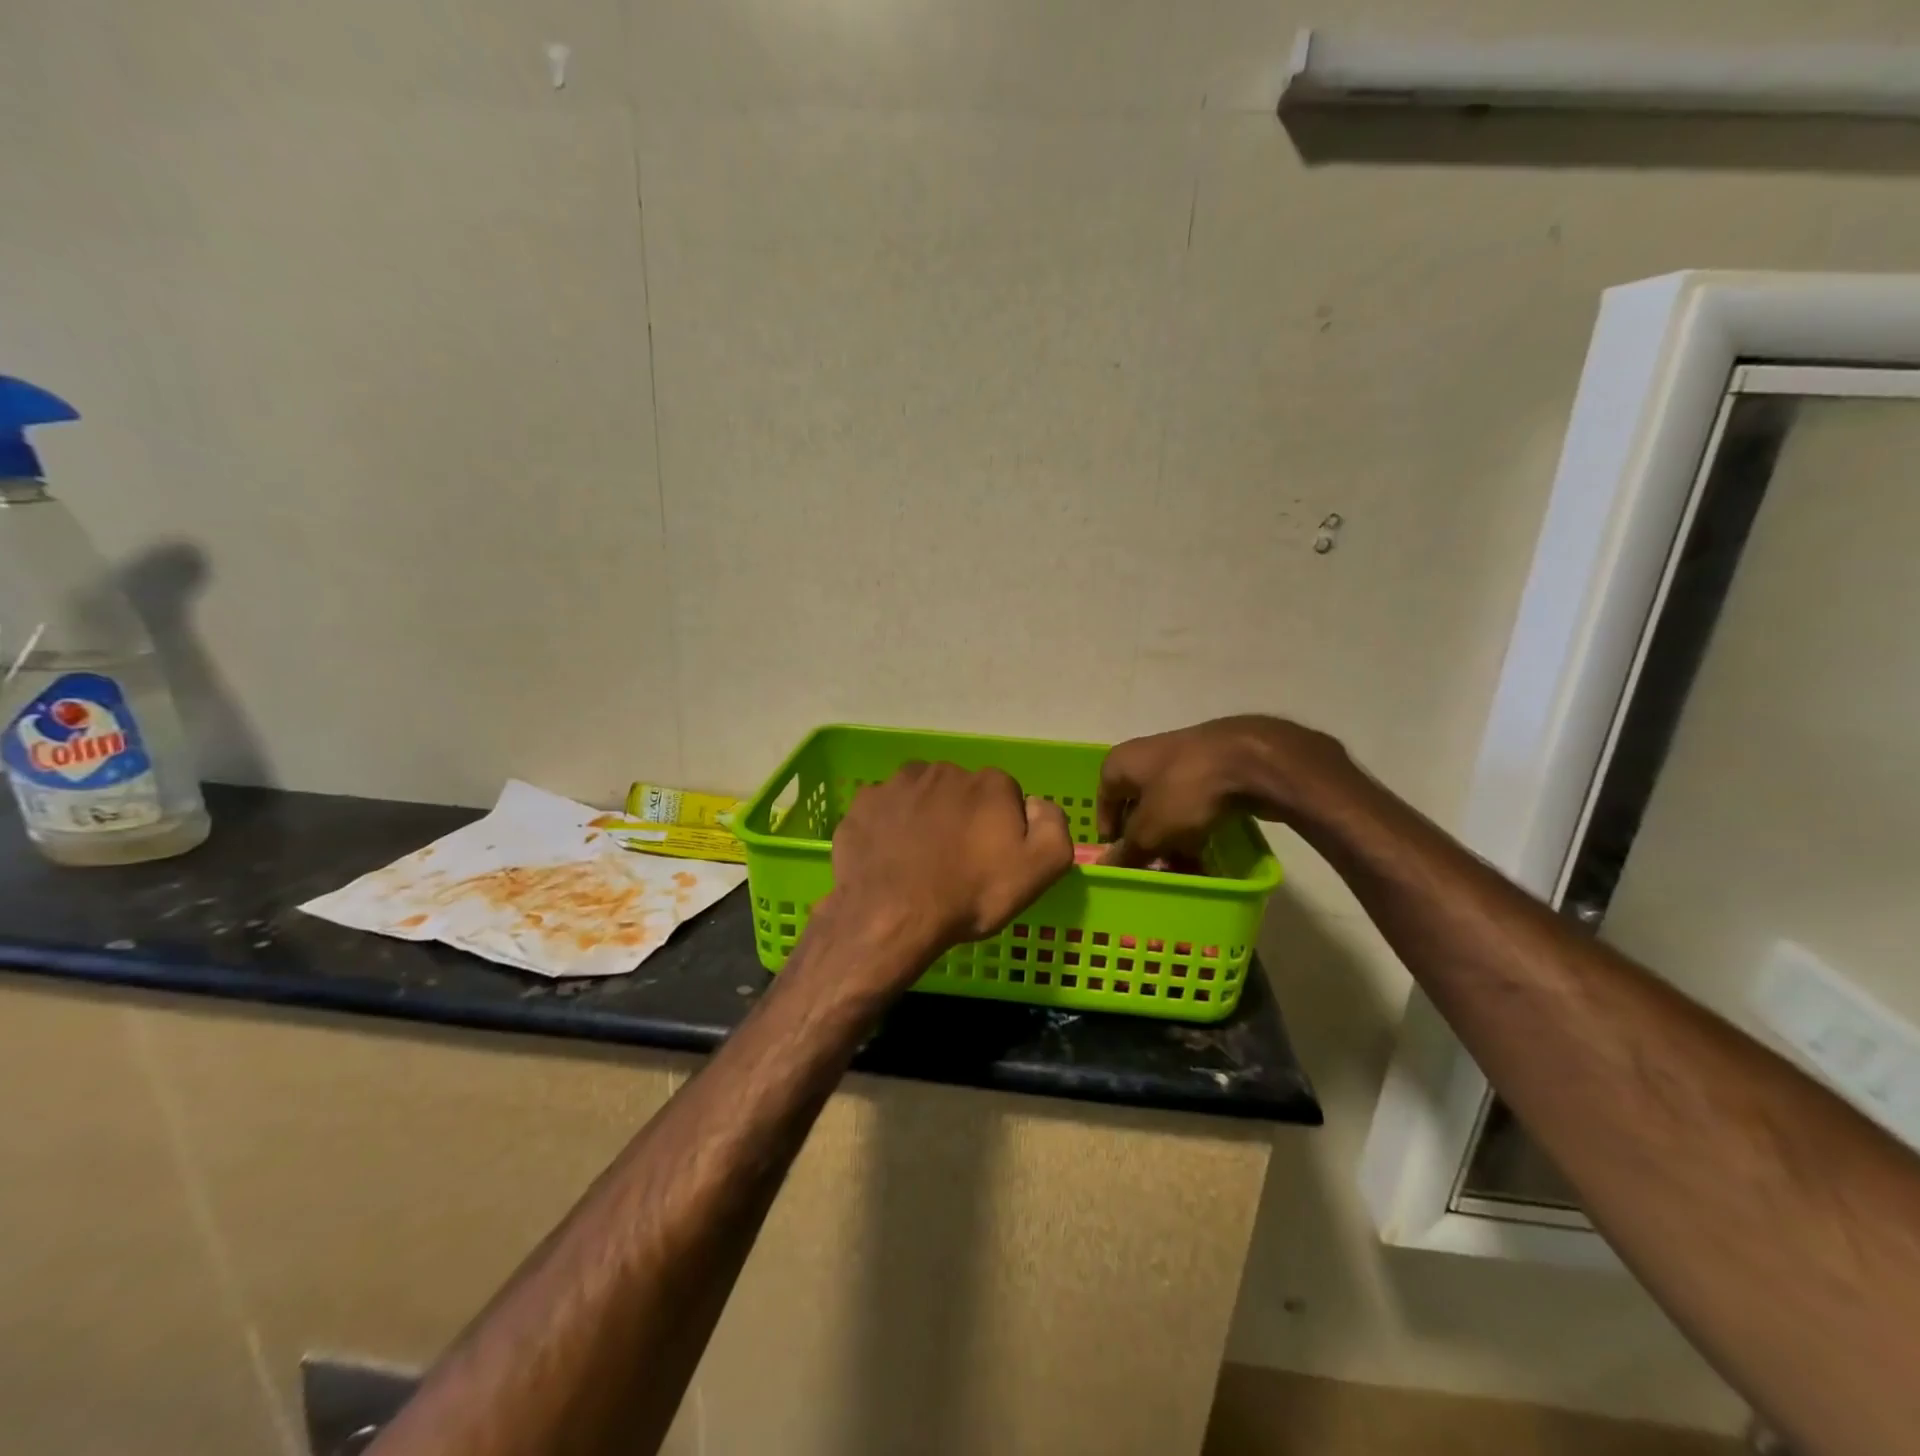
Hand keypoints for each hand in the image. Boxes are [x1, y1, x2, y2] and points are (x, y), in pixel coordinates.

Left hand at [829, 761, 1074, 963]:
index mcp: (990, 784)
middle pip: (962, 792)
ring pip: (922, 795)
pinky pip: (885, 809)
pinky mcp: (865, 802)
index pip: (1006, 797)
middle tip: (956, 861)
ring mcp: (899, 783)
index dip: (1002, 829)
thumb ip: (1053, 826)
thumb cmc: (970, 895)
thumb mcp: (1038, 870)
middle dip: (962, 817)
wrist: (891, 914)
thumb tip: (1037, 804)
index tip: (992, 859)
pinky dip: (889, 826)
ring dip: (925, 816)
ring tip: (919, 858)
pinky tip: (889, 855)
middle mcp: (945, 770)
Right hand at [1097, 716, 1349, 866]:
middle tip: (1154, 871)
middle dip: (1146, 843)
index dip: (1110, 835)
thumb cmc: (1185, 791)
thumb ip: (1127, 851)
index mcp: (1121, 763)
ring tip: (1184, 871)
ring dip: (1173, 841)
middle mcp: (1147, 757)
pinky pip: (1196, 806)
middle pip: (1139, 807)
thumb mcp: (1150, 831)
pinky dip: (1196, 830)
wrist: (1251, 762)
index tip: (1121, 863)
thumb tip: (1106, 867)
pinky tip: (1207, 857)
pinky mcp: (1214, 771)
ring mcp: (1183, 762)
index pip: (1104, 802)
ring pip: (1169, 809)